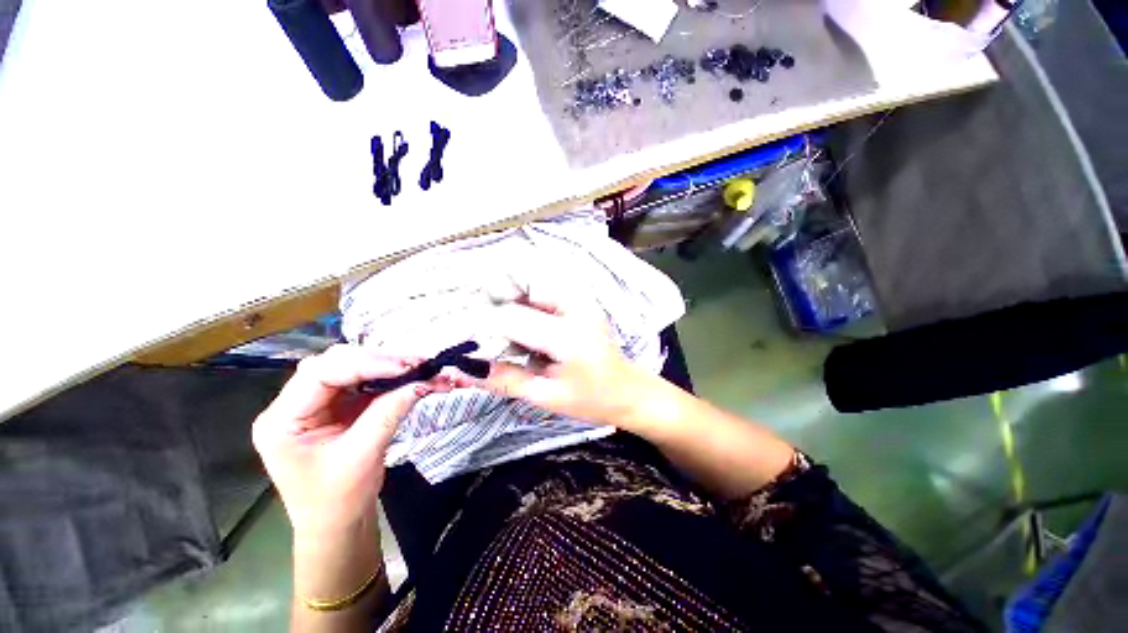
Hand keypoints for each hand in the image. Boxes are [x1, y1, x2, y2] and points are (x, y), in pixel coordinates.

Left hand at [252, 345, 454, 538]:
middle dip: (378, 361)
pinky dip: (387, 377)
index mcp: (282, 420)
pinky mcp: (337, 407)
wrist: (338, 525)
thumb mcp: (362, 456)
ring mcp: (316, 404)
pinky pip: (362, 381)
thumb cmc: (339, 500)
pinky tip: (406, 376)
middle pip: (334, 364)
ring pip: (350, 367)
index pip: (320, 374)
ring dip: (385, 365)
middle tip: (415, 364)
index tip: (405, 367)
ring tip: (416, 367)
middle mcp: (293, 405)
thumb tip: (422, 381)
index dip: (365, 364)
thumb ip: (389, 412)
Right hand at [482, 293, 657, 427]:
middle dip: (497, 302)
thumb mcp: (546, 396)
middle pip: (519, 283)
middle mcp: (574, 305)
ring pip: (530, 280)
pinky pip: (542, 287)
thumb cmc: (591, 399)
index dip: (483, 327)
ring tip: (514, 333)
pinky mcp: (581, 298)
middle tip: (491, 332)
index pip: (509, 318)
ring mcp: (580, 298)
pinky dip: (526, 300)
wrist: (628, 389)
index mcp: (567, 335)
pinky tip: (529, 327)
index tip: (470, 343)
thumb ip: (505, 379)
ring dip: (511, 299)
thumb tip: (463, 369)